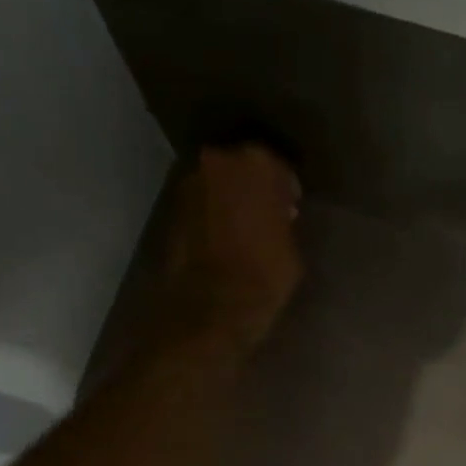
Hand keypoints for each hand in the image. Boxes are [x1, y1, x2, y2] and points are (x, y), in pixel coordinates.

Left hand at [161, 142, 303, 349]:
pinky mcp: (173, 209)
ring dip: (231, 200)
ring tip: (245, 229)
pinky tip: (226, 239)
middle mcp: (218, 161)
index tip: (292, 206)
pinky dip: (213, 216)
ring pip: (219, 184)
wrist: (214, 305)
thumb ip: (284, 220)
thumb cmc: (265, 275)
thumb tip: (280, 215)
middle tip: (268, 214)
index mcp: (256, 163)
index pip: (278, 165)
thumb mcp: (291, 247)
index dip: (287, 187)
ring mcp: (190, 184)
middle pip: (242, 167)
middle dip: (255, 187)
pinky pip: (203, 206)